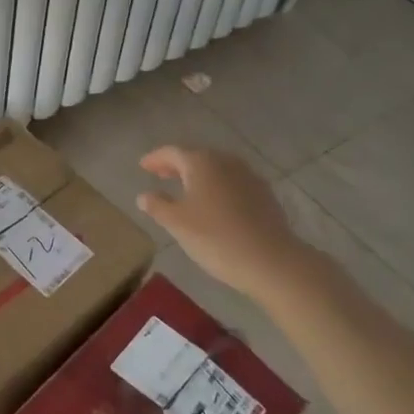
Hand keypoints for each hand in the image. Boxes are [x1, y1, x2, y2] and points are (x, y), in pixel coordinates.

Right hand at [136, 145, 316, 297]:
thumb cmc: (215, 238)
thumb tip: (144, 195)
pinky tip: (214, 204)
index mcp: (201, 162)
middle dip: (177, 165)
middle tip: (160, 175)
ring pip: (217, 169)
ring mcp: (249, 176)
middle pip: (196, 157)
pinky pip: (233, 183)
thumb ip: (157, 205)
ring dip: (199, 176)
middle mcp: (226, 161)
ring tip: (185, 189)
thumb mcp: (177, 223)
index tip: (142, 166)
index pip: (172, 152)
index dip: (155, 158)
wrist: (271, 261)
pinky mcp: (264, 194)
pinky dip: (217, 187)